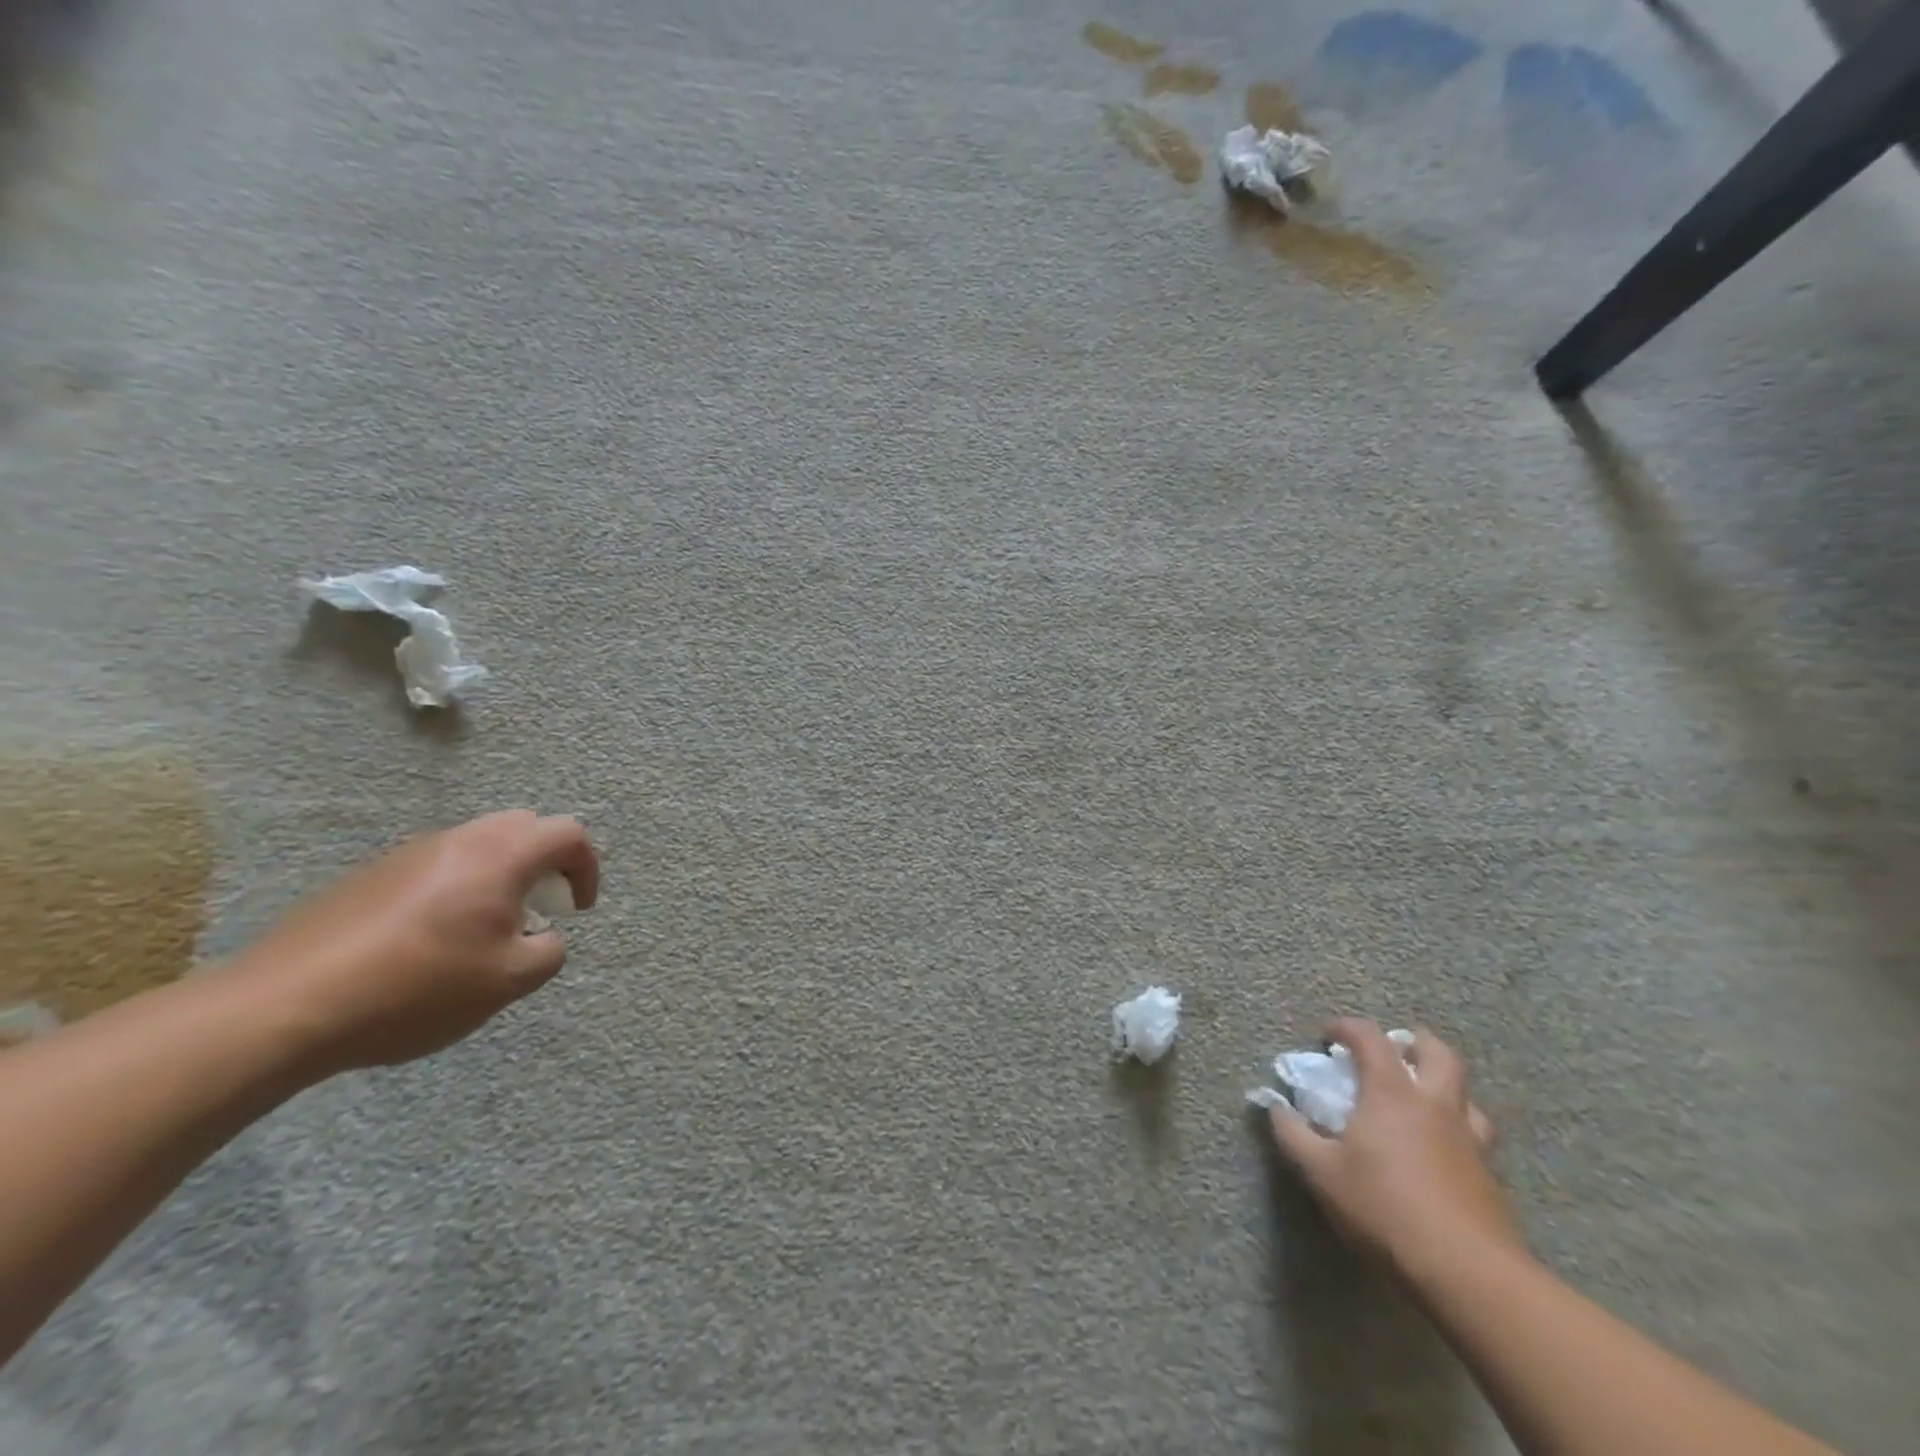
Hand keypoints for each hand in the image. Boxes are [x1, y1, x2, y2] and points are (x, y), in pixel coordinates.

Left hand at [224, 811, 598, 1071]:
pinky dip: (457, 888)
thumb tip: (541, 937)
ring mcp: (408, 854)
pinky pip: (435, 866)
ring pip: (477, 845)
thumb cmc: (417, 988)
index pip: (568, 833)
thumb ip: (548, 951)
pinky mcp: (369, 876)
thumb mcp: (508, 981)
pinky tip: (430, 942)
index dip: (586, 868)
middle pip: (523, 827)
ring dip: (500, 875)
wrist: (284, 1007)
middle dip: (545, 863)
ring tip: (485, 931)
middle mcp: (458, 840)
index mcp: (499, 855)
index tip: (575, 911)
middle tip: (538, 910)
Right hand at [1267, 1017, 1521, 1278]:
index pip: (1370, 1037)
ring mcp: (1469, 1140)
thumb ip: (1293, 1134)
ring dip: (1442, 1085)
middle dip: (1414, 1042)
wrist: (1468, 1273)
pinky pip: (1475, 1136)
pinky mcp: (1489, 1177)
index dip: (1346, 1027)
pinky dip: (1455, 1129)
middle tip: (1394, 1050)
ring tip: (1421, 1099)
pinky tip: (1438, 1152)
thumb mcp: (1321, 1172)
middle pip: (1437, 1053)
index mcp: (1392, 1093)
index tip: (1328, 1037)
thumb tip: (1275, 1107)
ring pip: (1466, 1095)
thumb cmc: (1384, 1208)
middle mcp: (1434, 1105)